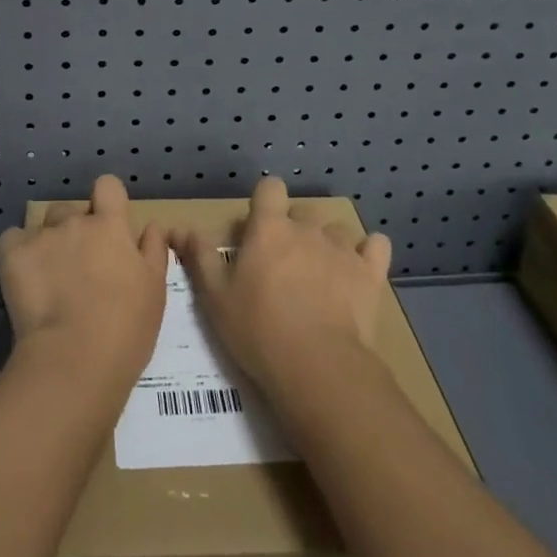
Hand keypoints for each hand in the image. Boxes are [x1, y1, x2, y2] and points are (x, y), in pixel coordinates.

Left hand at [0, 175, 167, 393]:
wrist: (74, 360)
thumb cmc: (125, 328)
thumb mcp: (155, 290)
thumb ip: (153, 251)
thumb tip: (150, 226)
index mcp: (110, 226)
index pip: (108, 186)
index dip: (107, 200)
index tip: (108, 224)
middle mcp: (75, 222)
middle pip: (72, 211)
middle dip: (75, 230)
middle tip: (80, 267)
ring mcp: (41, 237)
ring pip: (43, 225)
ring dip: (48, 241)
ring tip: (50, 276)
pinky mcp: (12, 255)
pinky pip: (12, 240)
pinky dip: (17, 253)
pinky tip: (23, 277)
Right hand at [169, 176, 392, 405]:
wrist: (318, 367)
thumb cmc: (258, 330)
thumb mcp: (215, 298)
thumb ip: (199, 257)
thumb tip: (180, 228)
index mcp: (269, 228)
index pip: (270, 188)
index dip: (265, 202)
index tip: (258, 226)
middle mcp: (307, 229)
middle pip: (302, 212)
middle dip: (294, 229)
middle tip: (283, 263)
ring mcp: (342, 249)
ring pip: (336, 230)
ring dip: (328, 244)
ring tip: (320, 273)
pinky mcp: (370, 274)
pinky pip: (376, 246)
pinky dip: (368, 253)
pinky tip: (359, 269)